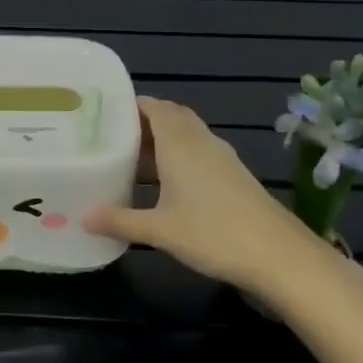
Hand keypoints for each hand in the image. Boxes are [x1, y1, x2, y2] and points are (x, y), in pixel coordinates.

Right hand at [83, 96, 333, 301]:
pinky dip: (177, 158)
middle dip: (142, 122)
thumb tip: (82, 217)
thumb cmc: (214, 234)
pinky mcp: (233, 176)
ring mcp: (221, 159)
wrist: (280, 257)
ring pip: (186, 136)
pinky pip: (197, 154)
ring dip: (161, 141)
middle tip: (112, 137)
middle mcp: (200, 142)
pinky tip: (162, 184)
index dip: (129, 105)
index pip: (154, 107)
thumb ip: (120, 220)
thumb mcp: (159, 230)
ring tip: (129, 159)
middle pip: (170, 117)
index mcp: (180, 144)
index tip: (103, 112)